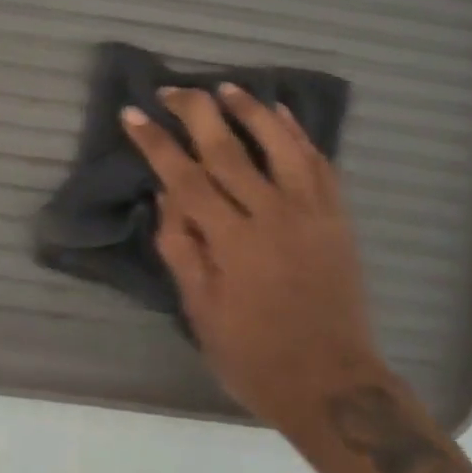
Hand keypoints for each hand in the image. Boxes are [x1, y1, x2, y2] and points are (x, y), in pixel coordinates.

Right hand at [122, 86, 379, 432]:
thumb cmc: (254, 356)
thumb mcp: (200, 312)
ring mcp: (312, 213)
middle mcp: (273, 216)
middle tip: (173, 89)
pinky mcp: (338, 218)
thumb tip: (164, 196)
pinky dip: (300, 134)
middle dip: (196, 112)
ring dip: (251, 110)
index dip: (156, 143)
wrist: (334, 386)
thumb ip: (180, 250)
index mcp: (233, 243)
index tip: (133, 113)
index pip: (185, 178)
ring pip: (280, 145)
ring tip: (227, 87)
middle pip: (230, 149)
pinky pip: (320, 163)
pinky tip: (282, 114)